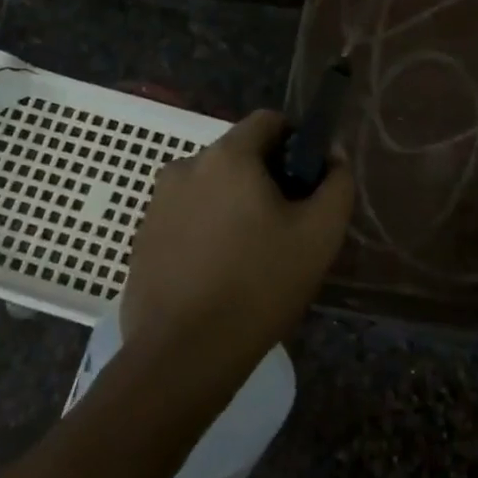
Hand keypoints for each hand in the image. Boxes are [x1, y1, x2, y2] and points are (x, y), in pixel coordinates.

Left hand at [120, 111, 353, 383]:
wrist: (183, 356)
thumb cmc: (259, 285)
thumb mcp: (320, 234)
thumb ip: (336, 183)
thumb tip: (332, 157)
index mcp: (227, 156)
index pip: (269, 121)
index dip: (296, 142)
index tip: (308, 182)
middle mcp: (185, 167)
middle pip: (239, 155)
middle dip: (266, 179)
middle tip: (285, 226)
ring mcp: (157, 204)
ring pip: (211, 187)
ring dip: (234, 205)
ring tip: (251, 255)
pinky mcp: (141, 239)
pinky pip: (186, 217)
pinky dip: (206, 231)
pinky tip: (219, 274)